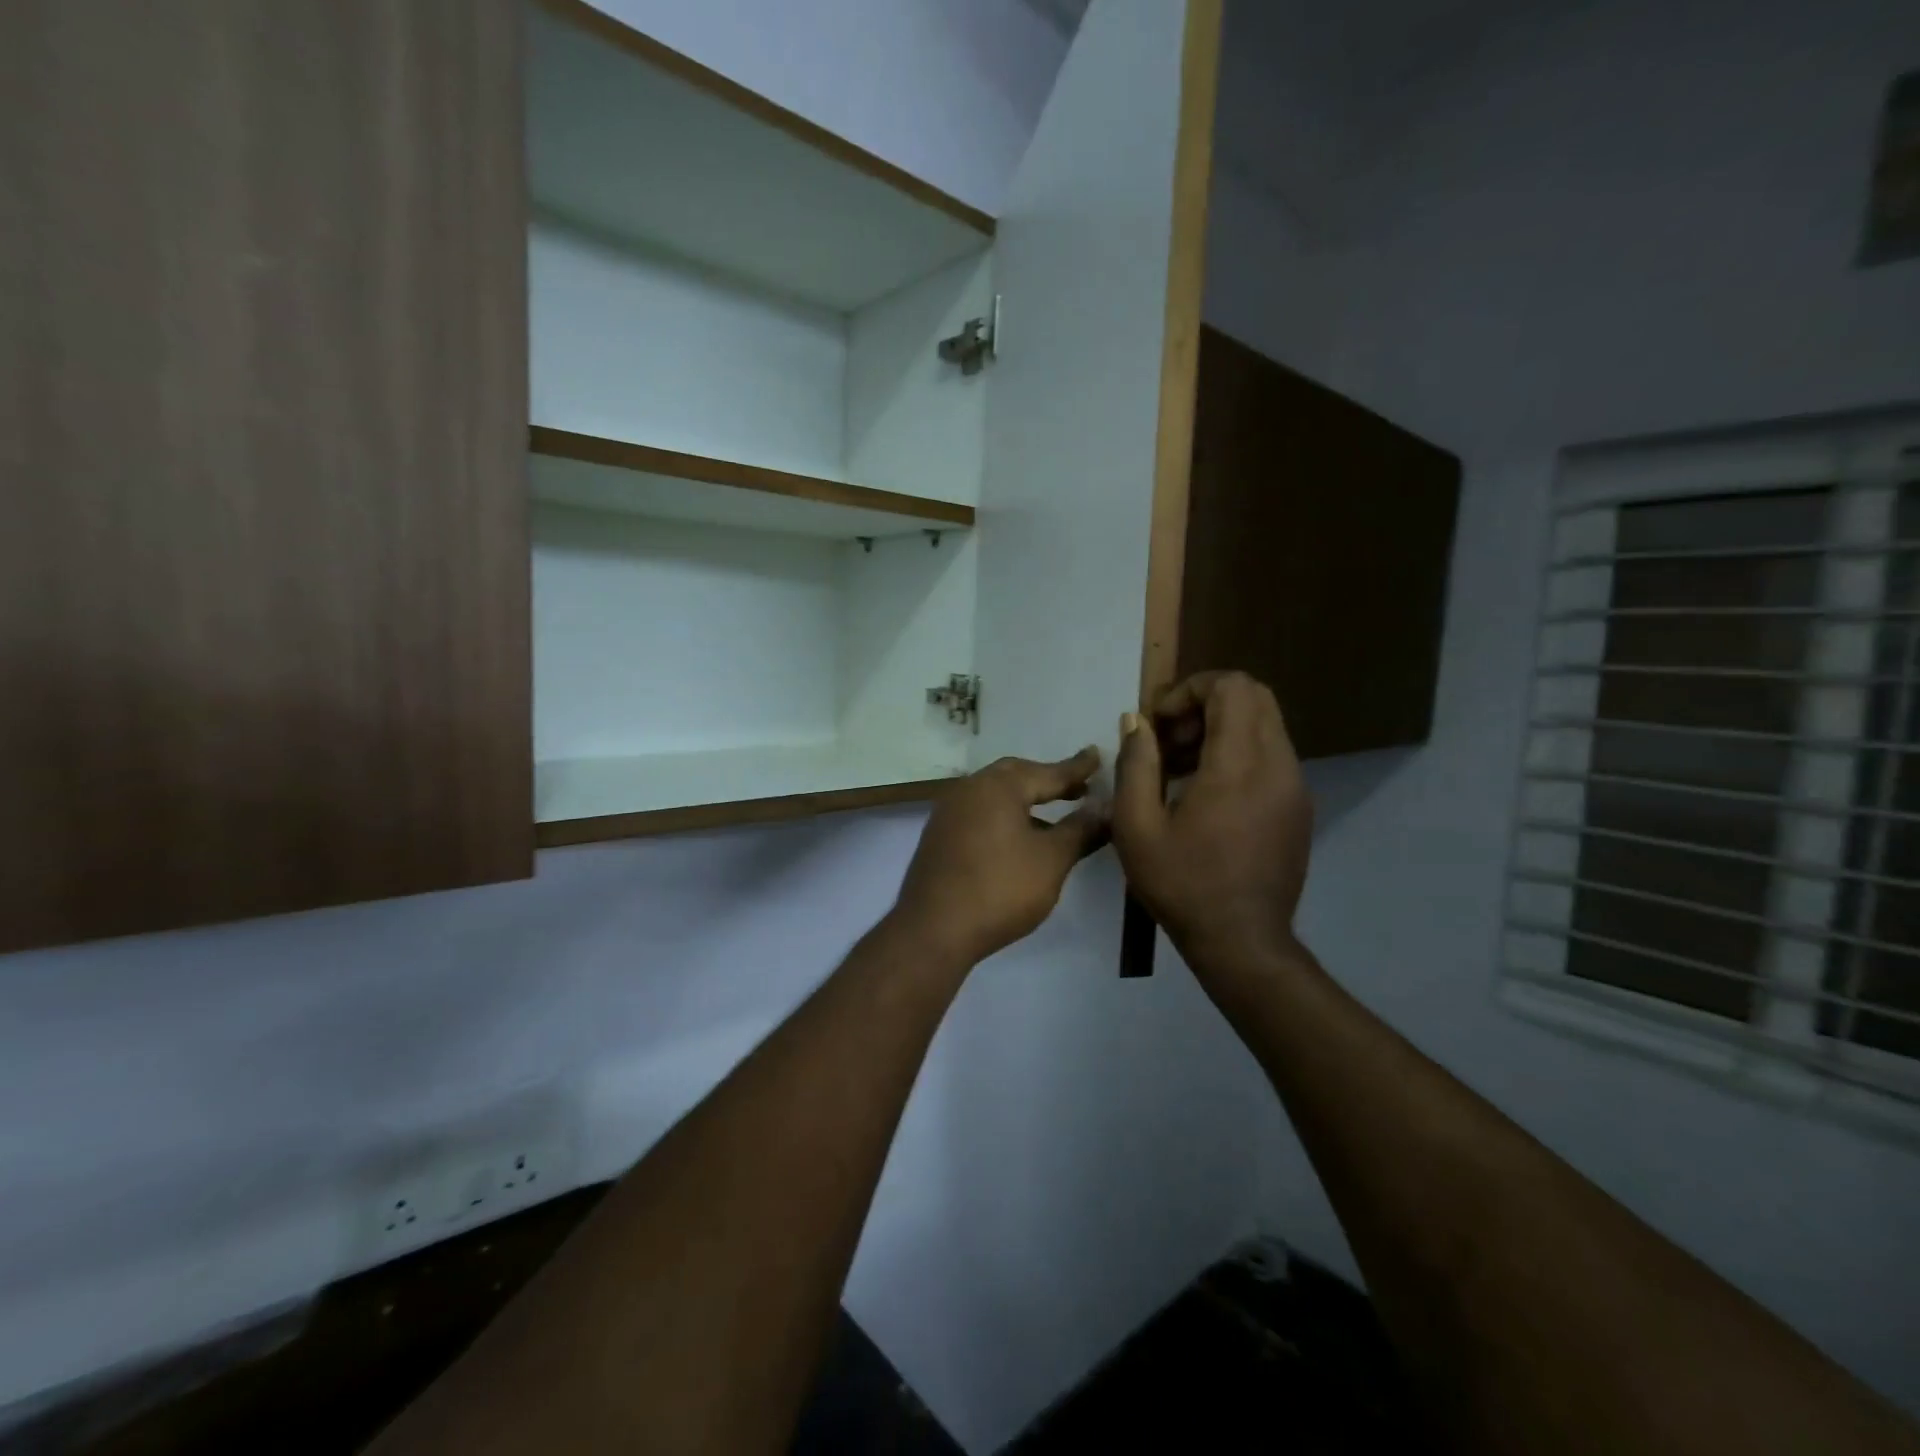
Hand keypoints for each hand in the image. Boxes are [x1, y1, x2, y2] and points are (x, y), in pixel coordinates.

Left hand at [890, 749, 1108, 967]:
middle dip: (1048, 780)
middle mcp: (970, 789)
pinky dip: (1004, 815)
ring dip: (1025, 799)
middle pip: (1016, 775)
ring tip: (1054, 814)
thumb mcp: (1052, 859)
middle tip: (1078, 788)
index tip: (1098, 756)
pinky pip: (979, 812)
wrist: (934, 929)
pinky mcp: (940, 835)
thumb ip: (1081, 829)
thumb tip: (1107, 806)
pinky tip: (1019, 838)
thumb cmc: (1000, 889)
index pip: (1047, 771)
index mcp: (998, 786)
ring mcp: (949, 812)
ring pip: (995, 794)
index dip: (1077, 768)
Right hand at [1112, 672, 1313, 979]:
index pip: (1232, 686)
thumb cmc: (1182, 885)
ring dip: (1221, 729)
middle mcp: (1278, 765)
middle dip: (1205, 703)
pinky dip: (1238, 753)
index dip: (1189, 689)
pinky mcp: (1298, 806)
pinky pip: (1271, 755)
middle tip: (1170, 740)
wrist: (1243, 943)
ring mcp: (1295, 786)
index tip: (1159, 723)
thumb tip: (1136, 721)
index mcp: (1239, 765)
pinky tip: (1206, 793)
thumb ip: (1136, 764)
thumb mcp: (1136, 827)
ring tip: (1180, 768)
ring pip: (1264, 724)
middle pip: (1254, 697)